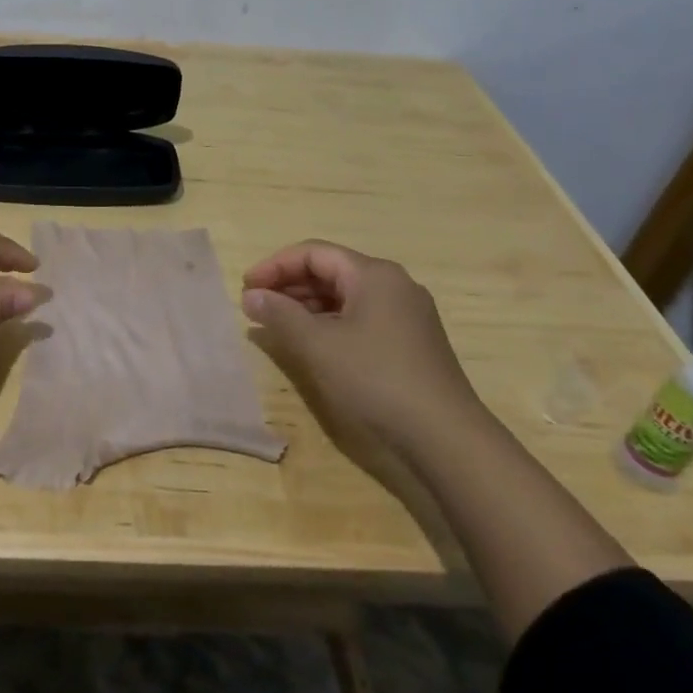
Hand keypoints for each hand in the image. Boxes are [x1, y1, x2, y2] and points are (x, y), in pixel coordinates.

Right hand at [241, 240, 484, 462]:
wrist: (446, 439)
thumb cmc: (376, 379)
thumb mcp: (319, 345)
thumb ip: (280, 315)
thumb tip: (252, 296)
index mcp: (374, 274)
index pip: (314, 253)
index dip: (275, 266)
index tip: (246, 287)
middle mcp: (394, 285)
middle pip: (331, 271)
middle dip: (290, 285)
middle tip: (256, 306)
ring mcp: (406, 314)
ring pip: (346, 296)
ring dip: (308, 306)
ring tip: (277, 325)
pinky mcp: (411, 342)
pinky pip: (361, 318)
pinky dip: (330, 323)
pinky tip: (313, 344)